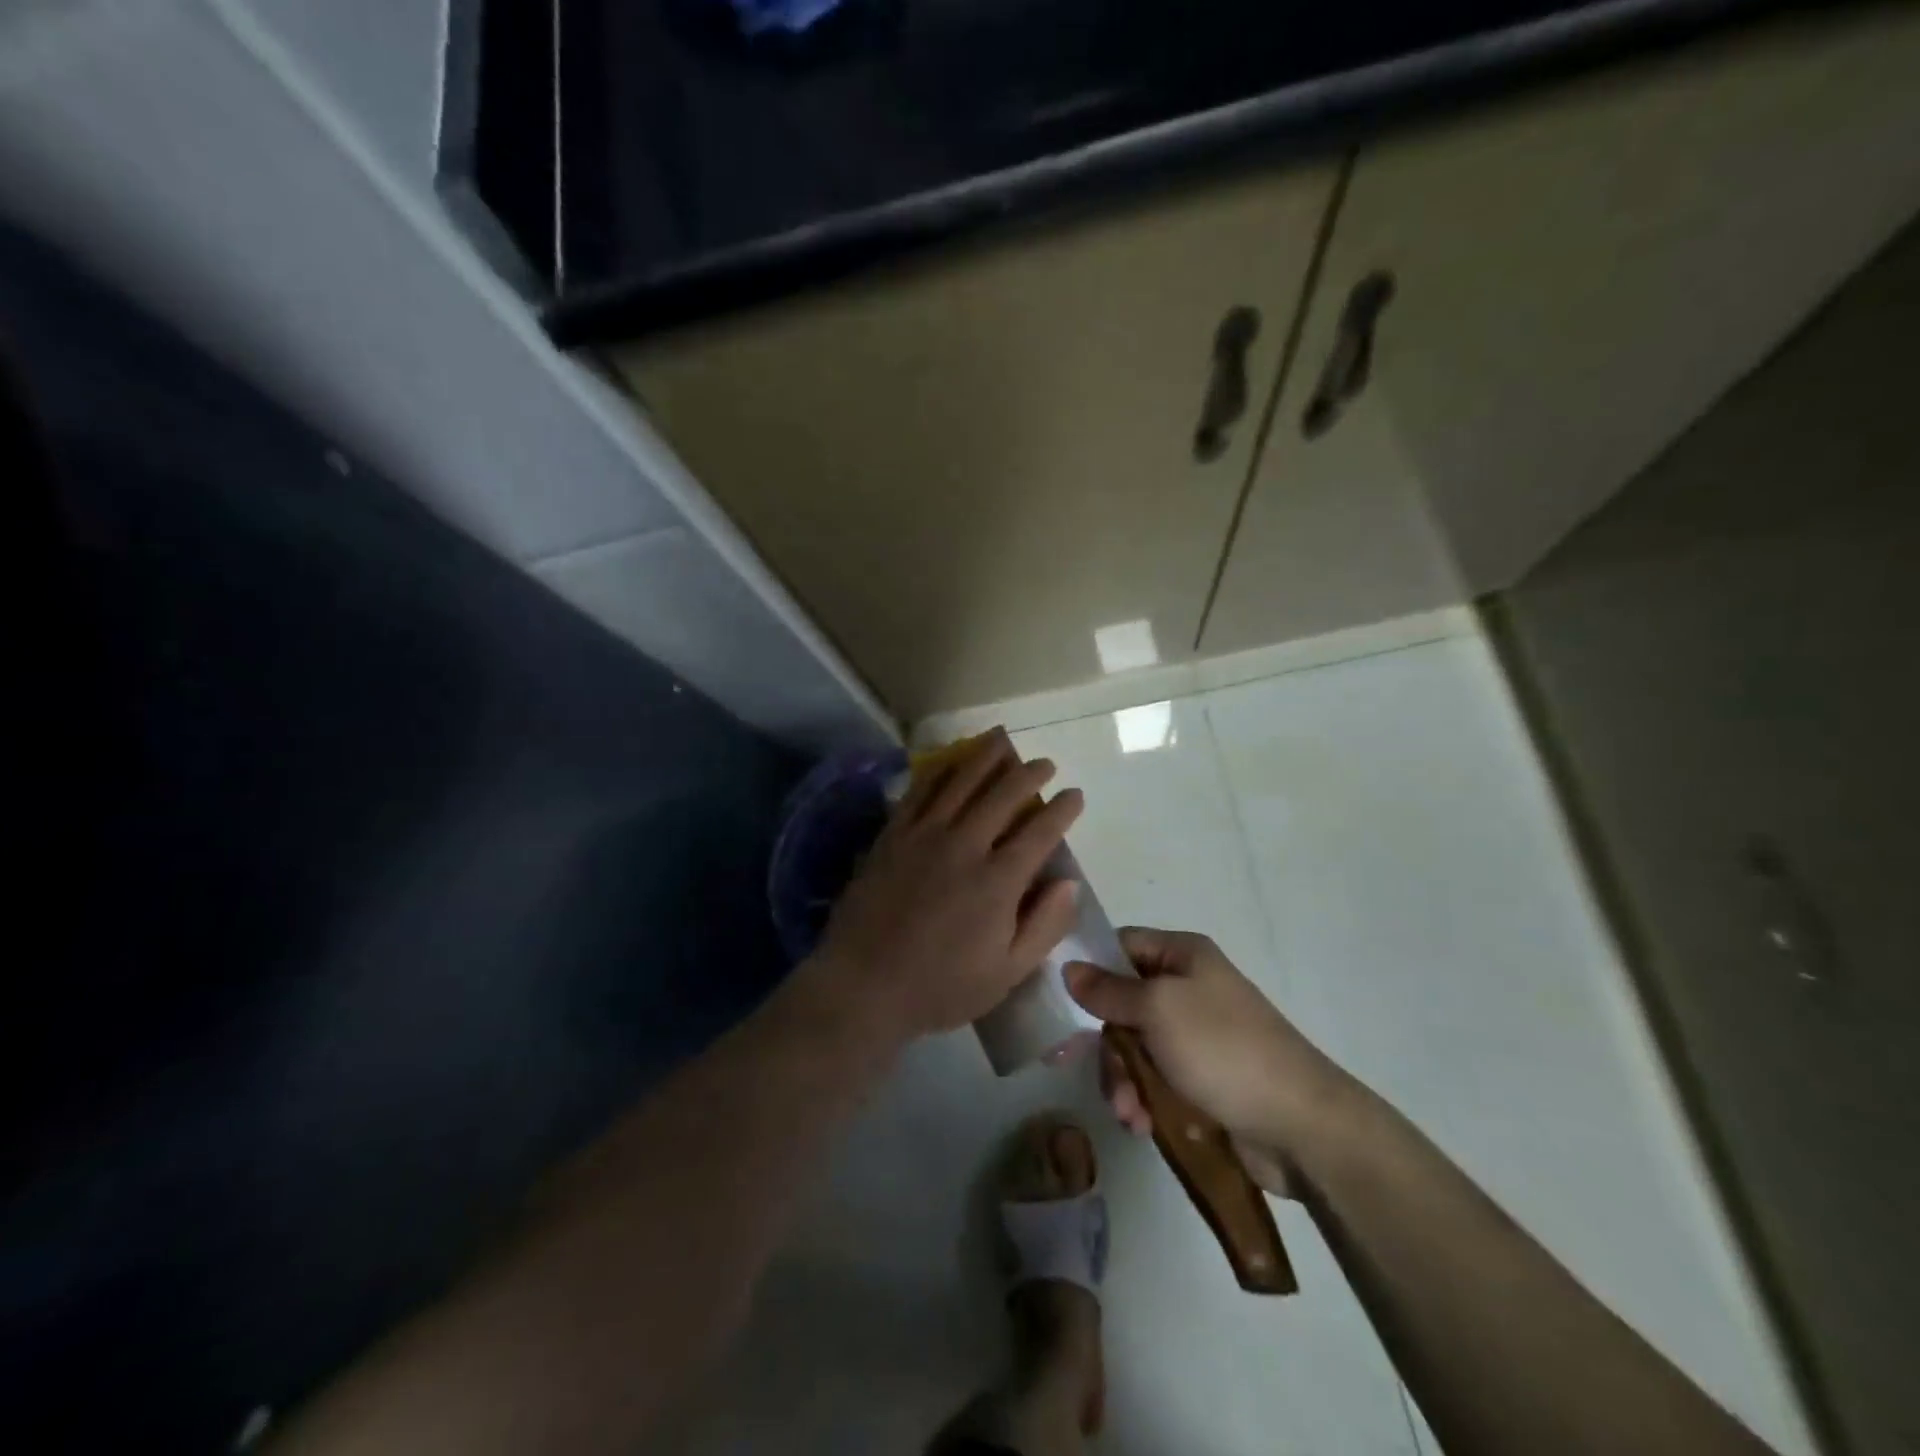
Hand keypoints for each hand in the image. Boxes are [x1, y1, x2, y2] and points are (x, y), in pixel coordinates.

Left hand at [810, 731, 1084, 1045]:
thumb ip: (1044, 925)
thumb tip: (1069, 881)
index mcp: (998, 881)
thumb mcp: (1007, 973)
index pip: (1041, 832)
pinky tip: (949, 762)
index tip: (1074, 794)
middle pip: (1004, 795)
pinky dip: (939, 771)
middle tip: (1044, 764)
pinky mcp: (893, 835)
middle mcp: (965, 846)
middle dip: (1030, 774)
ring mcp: (924, 835)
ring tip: (1003, 741)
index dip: (1062, 809)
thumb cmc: (941, 987)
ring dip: (987, 758)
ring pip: (962, 782)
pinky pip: (920, 792)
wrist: (863, 985)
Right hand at [1065, 929, 1356, 1194]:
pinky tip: (1144, 1125)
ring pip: (1133, 1047)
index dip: (1091, 969)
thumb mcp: (1158, 1009)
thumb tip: (1069, 967)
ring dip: (1123, 1080)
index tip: (1064, 1001)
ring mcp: (1195, 1035)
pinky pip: (1154, 1079)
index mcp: (1183, 955)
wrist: (1300, 1126)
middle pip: (1121, 1003)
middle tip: (1109, 1075)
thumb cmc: (1223, 1049)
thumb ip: (1108, 990)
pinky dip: (1143, 1099)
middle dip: (1109, 1044)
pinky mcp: (1200, 1078)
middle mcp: (1188, 987)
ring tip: (1131, 1113)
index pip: (1120, 945)